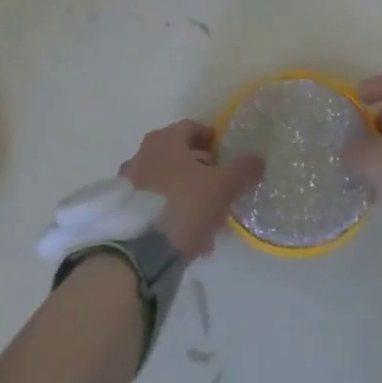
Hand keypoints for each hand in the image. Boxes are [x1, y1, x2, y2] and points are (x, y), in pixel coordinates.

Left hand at [120, 120, 264, 260]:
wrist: (138, 254)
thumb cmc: (184, 206)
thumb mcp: (222, 186)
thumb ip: (243, 169)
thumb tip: (258, 159)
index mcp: (164, 140)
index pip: (193, 128)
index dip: (213, 140)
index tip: (228, 157)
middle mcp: (142, 155)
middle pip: (179, 156)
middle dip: (203, 171)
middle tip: (222, 189)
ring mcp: (129, 184)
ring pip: (168, 184)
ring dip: (189, 196)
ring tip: (210, 220)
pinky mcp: (123, 213)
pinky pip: (155, 206)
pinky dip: (173, 214)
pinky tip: (191, 237)